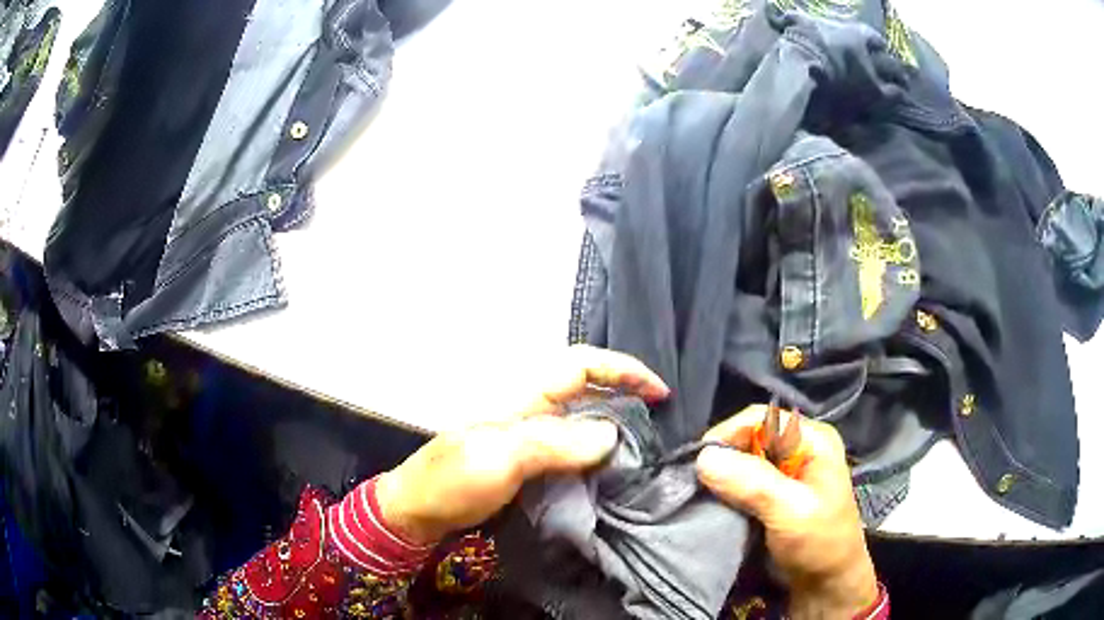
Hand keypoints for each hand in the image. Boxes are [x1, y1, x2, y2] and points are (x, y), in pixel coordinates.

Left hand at [376, 345, 668, 545]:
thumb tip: (612, 436)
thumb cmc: (450, 480)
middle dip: (627, 398)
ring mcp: (531, 438)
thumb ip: (553, 443)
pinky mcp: (530, 464)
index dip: (623, 369)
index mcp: (523, 397)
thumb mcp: (498, 458)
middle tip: (659, 426)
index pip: (581, 365)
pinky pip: (574, 451)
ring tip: (645, 451)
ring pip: (584, 422)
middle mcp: (532, 410)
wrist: (419, 513)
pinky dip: (598, 456)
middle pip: (589, 390)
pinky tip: (612, 472)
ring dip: (616, 429)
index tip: (659, 392)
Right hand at [696, 406, 877, 618]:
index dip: (728, 435)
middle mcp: (797, 449)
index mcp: (812, 440)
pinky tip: (712, 504)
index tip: (698, 463)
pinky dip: (725, 492)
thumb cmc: (819, 543)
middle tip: (694, 483)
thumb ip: (753, 483)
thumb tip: (704, 458)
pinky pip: (741, 483)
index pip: (761, 419)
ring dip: (720, 477)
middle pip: (749, 438)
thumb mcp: (792, 512)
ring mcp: (785, 473)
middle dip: (722, 458)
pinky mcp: (772, 495)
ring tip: (698, 494)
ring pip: (741, 462)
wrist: (826, 583)